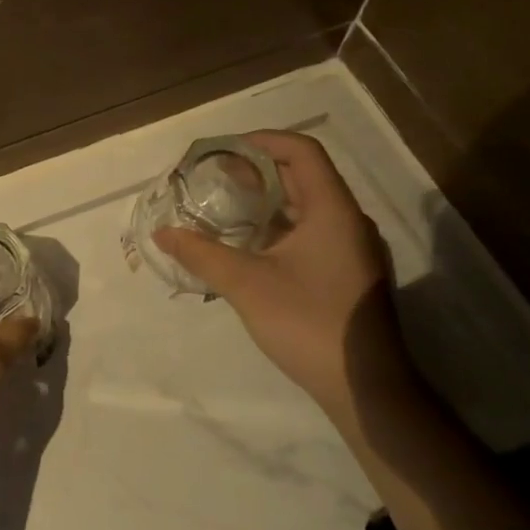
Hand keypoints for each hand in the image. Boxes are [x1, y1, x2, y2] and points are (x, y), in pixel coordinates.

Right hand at [155, 130, 407, 420]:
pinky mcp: (350, 276)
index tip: (224, 150)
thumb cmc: (309, 323)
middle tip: (216, 177)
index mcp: (333, 210)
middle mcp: (349, 222)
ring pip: (308, 209)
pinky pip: (313, 234)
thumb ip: (201, 254)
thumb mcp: (246, 284)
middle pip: (304, 177)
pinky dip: (280, 229)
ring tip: (226, 208)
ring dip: (268, 202)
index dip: (262, 141)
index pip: (302, 151)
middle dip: (258, 172)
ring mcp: (353, 251)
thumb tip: (162, 232)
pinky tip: (251, 249)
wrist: (366, 388)